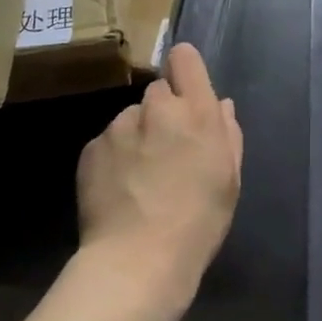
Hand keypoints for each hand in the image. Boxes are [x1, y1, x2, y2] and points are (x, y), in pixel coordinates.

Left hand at [77, 43, 241, 299]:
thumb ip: (228, 133)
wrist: (137, 262)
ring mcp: (119, 126)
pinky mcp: (91, 149)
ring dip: (137, 136)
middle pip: (159, 91)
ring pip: (131, 118)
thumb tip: (221, 105)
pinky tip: (119, 190)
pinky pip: (107, 142)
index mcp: (196, 111)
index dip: (186, 71)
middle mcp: (157, 108)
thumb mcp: (230, 179)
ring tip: (140, 178)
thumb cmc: (198, 222)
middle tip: (167, 150)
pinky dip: (114, 158)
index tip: (187, 94)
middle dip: (164, 112)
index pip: (185, 58)